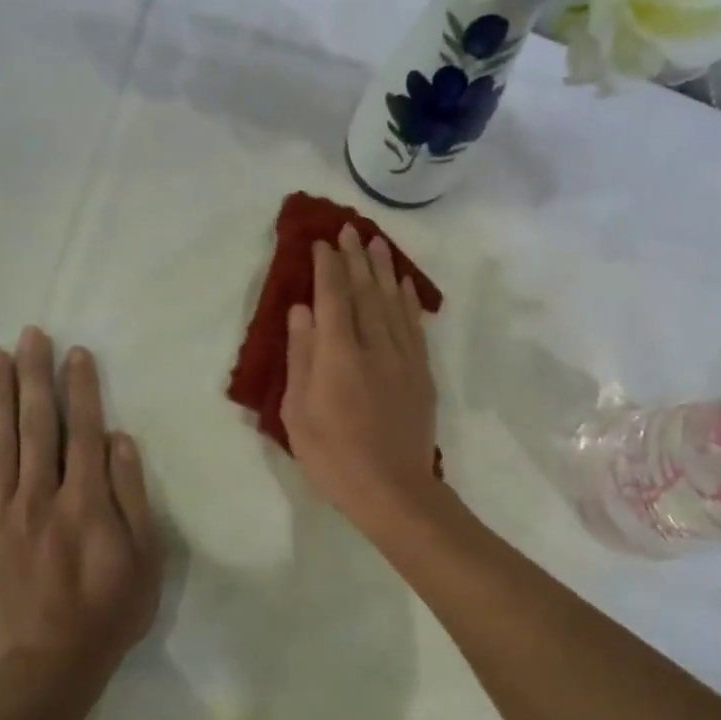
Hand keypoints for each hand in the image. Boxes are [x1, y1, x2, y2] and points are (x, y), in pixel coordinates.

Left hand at [0, 329, 163, 690]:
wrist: (48, 670)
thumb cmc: (108, 614)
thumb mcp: (145, 558)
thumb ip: (131, 496)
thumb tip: (119, 439)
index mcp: (86, 500)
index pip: (84, 430)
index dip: (82, 388)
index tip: (76, 353)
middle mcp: (41, 496)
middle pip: (37, 425)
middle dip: (35, 376)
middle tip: (31, 334)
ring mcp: (1, 517)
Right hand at [281, 223, 439, 527]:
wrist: (393, 489)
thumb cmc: (334, 457)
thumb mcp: (298, 413)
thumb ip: (301, 358)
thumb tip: (301, 311)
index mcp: (338, 356)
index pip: (333, 298)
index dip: (327, 268)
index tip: (322, 243)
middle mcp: (374, 346)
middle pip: (365, 292)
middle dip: (356, 259)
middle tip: (350, 230)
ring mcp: (403, 358)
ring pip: (393, 303)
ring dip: (384, 270)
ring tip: (377, 243)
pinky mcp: (421, 373)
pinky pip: (415, 326)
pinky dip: (409, 301)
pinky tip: (405, 285)